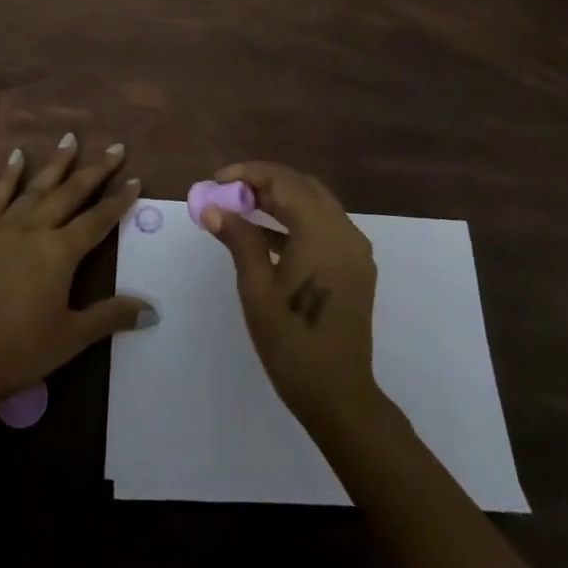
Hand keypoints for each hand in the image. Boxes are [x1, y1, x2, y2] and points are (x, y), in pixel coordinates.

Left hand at [0, 133, 154, 402]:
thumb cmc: (20, 349)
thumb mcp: (71, 337)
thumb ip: (111, 316)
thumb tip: (152, 310)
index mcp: (61, 252)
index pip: (98, 219)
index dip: (119, 200)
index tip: (135, 180)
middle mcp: (35, 228)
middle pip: (71, 193)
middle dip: (95, 170)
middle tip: (115, 148)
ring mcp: (4, 227)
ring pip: (36, 186)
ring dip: (56, 163)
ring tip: (70, 139)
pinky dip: (8, 174)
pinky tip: (16, 155)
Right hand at [202, 161, 379, 431]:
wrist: (337, 394)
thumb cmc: (291, 340)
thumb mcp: (256, 286)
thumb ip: (238, 238)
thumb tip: (213, 208)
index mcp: (321, 231)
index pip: (283, 181)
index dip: (248, 174)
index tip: (217, 181)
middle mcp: (344, 232)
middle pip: (302, 187)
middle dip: (264, 183)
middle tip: (229, 193)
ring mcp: (354, 250)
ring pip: (315, 205)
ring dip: (280, 201)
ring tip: (241, 209)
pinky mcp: (355, 267)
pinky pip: (324, 227)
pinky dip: (296, 221)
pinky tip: (266, 236)